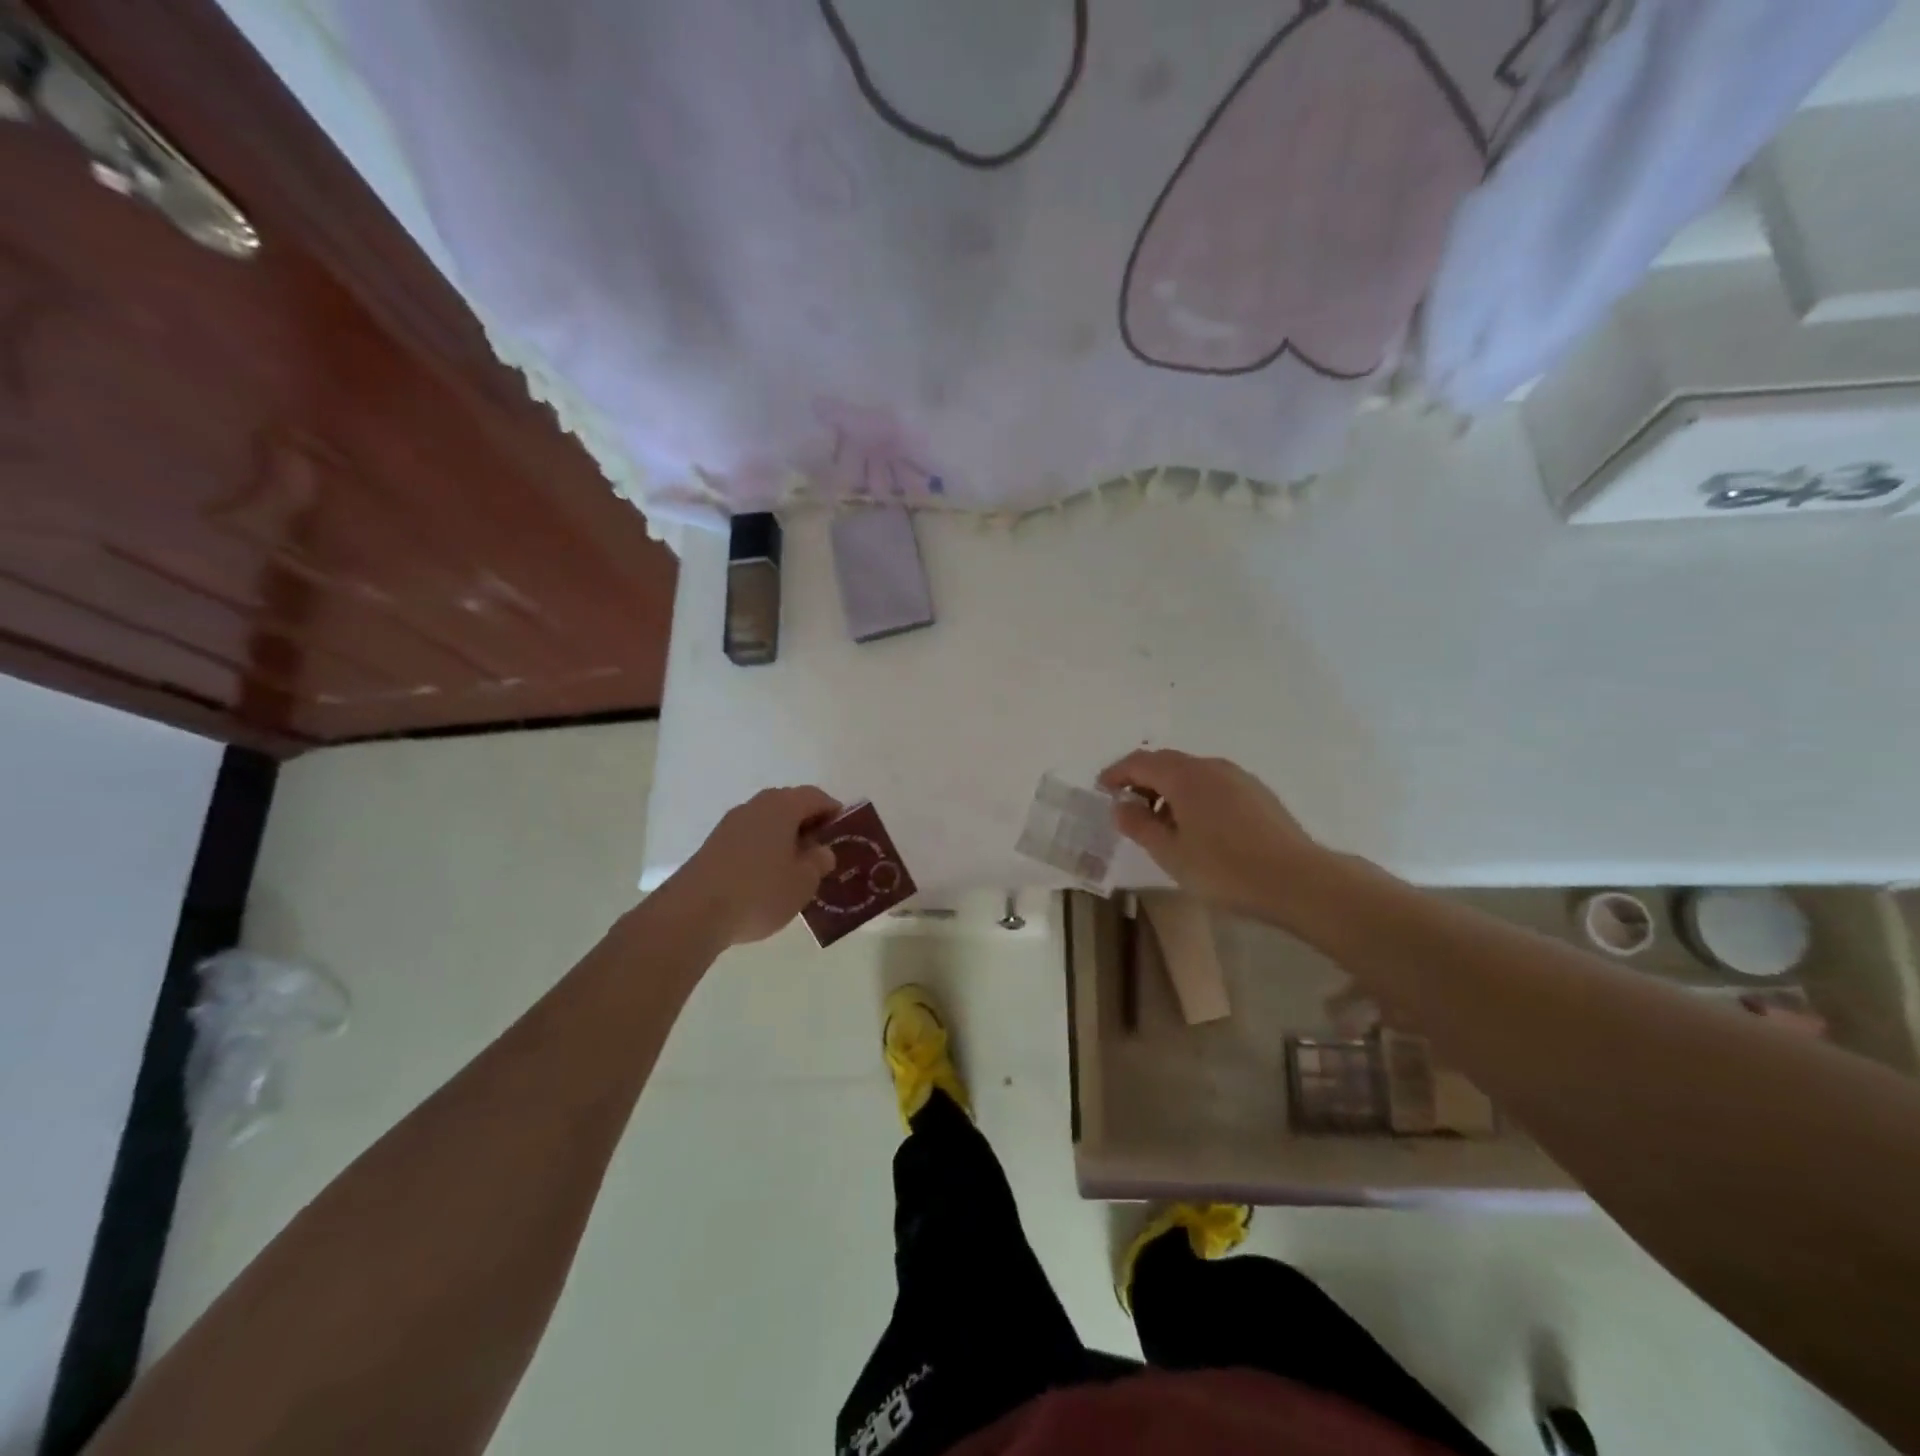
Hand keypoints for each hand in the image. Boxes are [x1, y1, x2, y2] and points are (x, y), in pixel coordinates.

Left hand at [667, 787, 841, 945]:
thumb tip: (821, 851)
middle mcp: (755, 806)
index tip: (843, 831)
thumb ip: (818, 862)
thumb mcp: (803, 882)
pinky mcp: (713, 845)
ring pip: (767, 822)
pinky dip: (763, 848)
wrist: (693, 913)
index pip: (815, 796)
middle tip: (821, 849)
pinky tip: (767, 876)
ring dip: (784, 837)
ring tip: (795, 866)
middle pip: (789, 805)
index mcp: (782, 806)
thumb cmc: (759, 892)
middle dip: (807, 823)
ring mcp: (730, 824)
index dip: (833, 811)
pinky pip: (749, 837)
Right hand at [1097, 750, 1329, 922]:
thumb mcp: (1170, 853)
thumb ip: (1139, 826)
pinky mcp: (1257, 793)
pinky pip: (1212, 783)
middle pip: (1166, 762)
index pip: (1140, 762)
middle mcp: (1210, 766)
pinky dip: (1192, 795)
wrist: (1298, 880)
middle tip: (1126, 806)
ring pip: (1191, 773)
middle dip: (1141, 779)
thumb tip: (1121, 806)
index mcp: (1184, 776)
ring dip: (1168, 788)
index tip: (1101, 789)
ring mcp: (1238, 777)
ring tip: (1159, 821)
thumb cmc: (1225, 868)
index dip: (1116, 773)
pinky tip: (1195, 826)